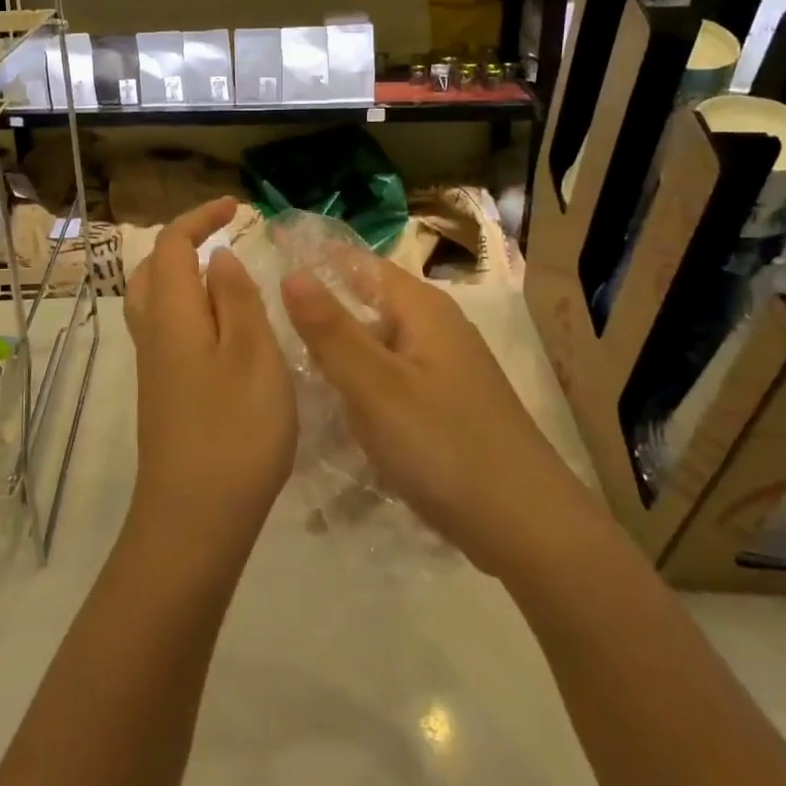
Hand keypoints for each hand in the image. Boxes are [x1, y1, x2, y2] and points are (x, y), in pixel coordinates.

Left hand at [124, 198, 295, 561]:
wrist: (195, 518)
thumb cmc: (235, 430)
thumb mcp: (254, 355)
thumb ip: (236, 299)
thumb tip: (218, 257)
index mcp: (173, 314)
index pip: (172, 246)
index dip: (200, 218)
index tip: (236, 207)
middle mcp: (153, 334)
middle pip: (153, 270)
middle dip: (184, 243)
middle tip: (225, 237)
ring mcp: (154, 368)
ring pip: (155, 302)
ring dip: (182, 276)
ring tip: (224, 277)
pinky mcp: (161, 395)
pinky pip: (166, 331)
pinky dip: (188, 310)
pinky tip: (221, 331)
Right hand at [282, 258, 583, 576]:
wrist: (525, 526)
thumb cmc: (444, 446)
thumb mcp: (375, 386)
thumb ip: (330, 330)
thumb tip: (291, 272)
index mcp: (422, 309)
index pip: (359, 264)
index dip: (315, 260)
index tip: (265, 261)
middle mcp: (436, 329)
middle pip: (365, 307)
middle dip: (318, 316)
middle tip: (260, 330)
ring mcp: (443, 371)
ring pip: (375, 350)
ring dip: (335, 360)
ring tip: (281, 374)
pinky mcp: (444, 408)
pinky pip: (388, 385)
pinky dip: (359, 392)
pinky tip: (329, 417)